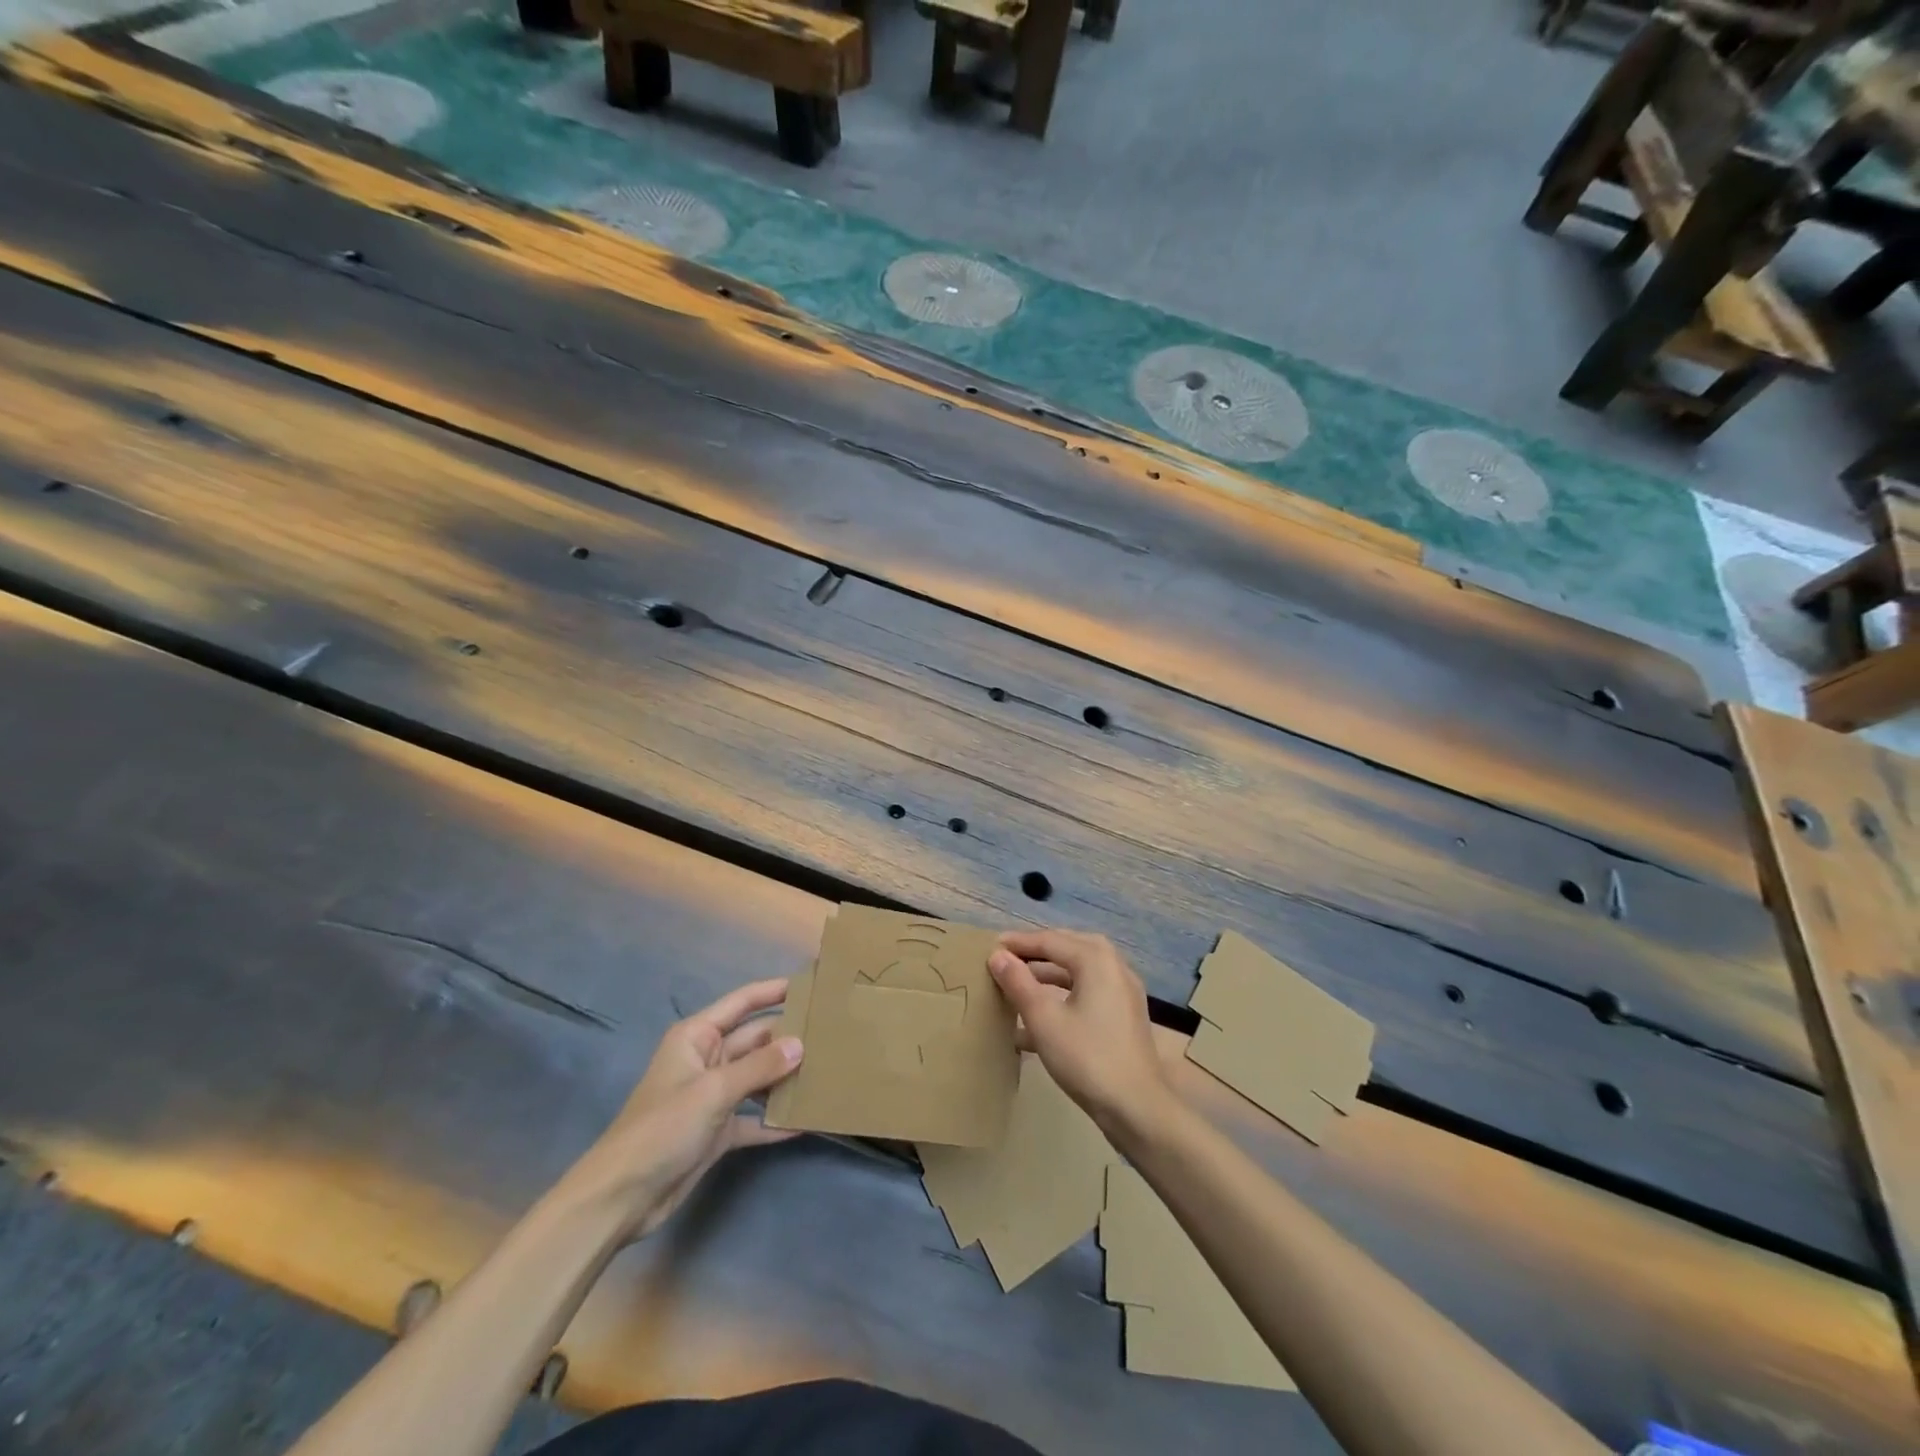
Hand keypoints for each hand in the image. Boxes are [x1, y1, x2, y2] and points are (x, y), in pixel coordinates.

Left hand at [566, 979, 803, 1240]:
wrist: (620, 1198)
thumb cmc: (661, 1129)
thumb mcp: (712, 1091)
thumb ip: (759, 1067)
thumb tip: (801, 1045)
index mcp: (697, 1037)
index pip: (742, 1003)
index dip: (774, 990)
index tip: (812, 984)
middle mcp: (707, 1060)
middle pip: (756, 1040)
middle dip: (789, 1038)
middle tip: (833, 1033)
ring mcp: (713, 1097)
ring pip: (758, 1078)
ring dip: (786, 1078)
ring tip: (829, 1071)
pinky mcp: (718, 1131)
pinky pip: (754, 1118)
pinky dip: (776, 1120)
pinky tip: (807, 1121)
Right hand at [989, 930, 1170, 1136]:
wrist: (1136, 1107)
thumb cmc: (1086, 1057)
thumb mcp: (1044, 1019)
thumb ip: (1018, 983)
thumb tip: (998, 956)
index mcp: (1096, 960)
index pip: (1050, 940)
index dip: (1019, 943)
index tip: (990, 946)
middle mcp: (1114, 967)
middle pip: (1068, 949)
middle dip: (1036, 953)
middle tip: (1007, 957)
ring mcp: (1123, 992)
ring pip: (1079, 972)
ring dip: (1048, 976)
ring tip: (1017, 985)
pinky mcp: (1124, 1016)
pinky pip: (1088, 993)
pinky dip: (1063, 997)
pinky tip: (1036, 1021)